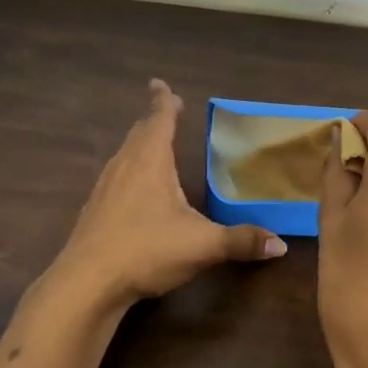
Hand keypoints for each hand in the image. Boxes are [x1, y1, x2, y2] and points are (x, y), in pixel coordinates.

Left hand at [54, 79, 286, 307]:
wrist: (87, 283)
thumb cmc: (146, 250)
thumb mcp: (203, 245)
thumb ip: (241, 241)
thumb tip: (280, 244)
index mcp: (150, 161)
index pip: (157, 119)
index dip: (163, 101)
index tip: (159, 83)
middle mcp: (125, 166)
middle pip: (139, 133)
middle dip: (153, 120)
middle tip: (166, 111)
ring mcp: (104, 188)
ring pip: (124, 154)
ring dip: (139, 143)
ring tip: (152, 144)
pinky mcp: (94, 211)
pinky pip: (115, 177)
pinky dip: (129, 169)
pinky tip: (135, 189)